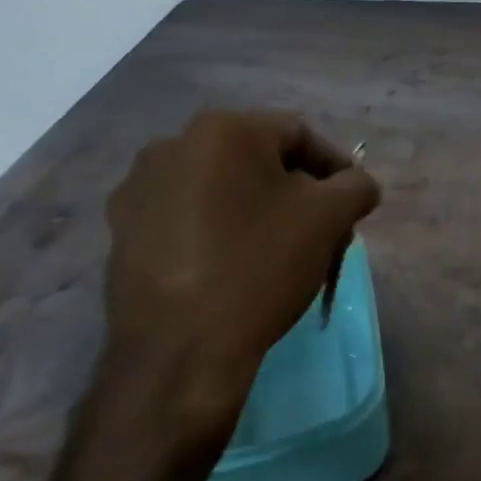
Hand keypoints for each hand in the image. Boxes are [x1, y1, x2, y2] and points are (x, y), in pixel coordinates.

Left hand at [97, 110, 379, 469]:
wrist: (181, 349)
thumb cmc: (261, 267)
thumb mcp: (330, 218)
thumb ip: (357, 186)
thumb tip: (356, 185)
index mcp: (222, 131)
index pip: (299, 134)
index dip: (336, 168)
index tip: (352, 207)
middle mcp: (171, 146)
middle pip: (259, 161)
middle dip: (299, 193)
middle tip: (323, 233)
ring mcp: (139, 190)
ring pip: (223, 189)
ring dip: (259, 211)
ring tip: (282, 254)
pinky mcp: (123, 232)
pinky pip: (189, 218)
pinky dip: (221, 232)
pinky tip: (236, 268)